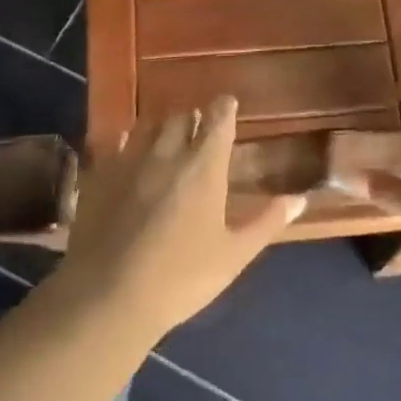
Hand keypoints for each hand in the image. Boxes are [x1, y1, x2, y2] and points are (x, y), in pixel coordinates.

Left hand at [53, 97, 303, 339]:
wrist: (108, 296)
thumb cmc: (181, 278)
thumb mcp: (233, 255)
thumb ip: (267, 222)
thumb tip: (300, 198)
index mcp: (204, 167)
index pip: (218, 119)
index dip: (225, 107)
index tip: (229, 103)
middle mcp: (167, 152)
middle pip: (181, 117)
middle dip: (193, 117)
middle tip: (199, 128)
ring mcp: (129, 161)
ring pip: (148, 126)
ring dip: (161, 127)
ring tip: (167, 137)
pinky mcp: (99, 175)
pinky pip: (115, 144)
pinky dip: (127, 142)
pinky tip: (129, 152)